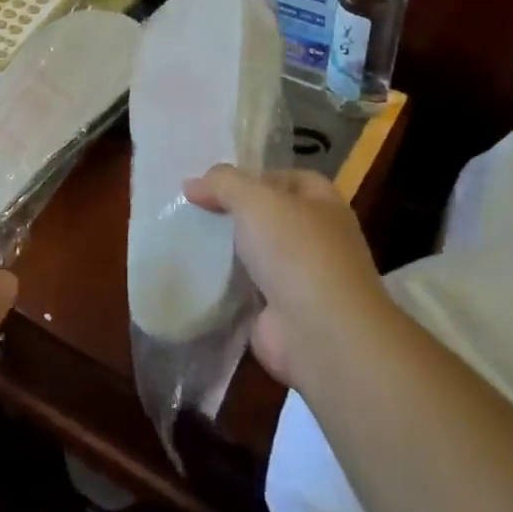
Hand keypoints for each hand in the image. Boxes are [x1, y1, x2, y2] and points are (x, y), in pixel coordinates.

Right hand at [182, 165, 386, 390]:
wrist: (320, 335)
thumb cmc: (296, 252)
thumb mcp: (255, 199)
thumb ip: (222, 183)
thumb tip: (191, 185)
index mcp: (324, 206)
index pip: (290, 179)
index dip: (256, 176)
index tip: (217, 184)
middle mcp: (319, 240)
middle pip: (272, 217)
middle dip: (238, 214)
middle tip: (195, 210)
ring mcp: (303, 281)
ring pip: (258, 255)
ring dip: (230, 252)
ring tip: (188, 240)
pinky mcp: (282, 315)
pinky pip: (247, 292)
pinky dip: (226, 287)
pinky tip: (196, 277)